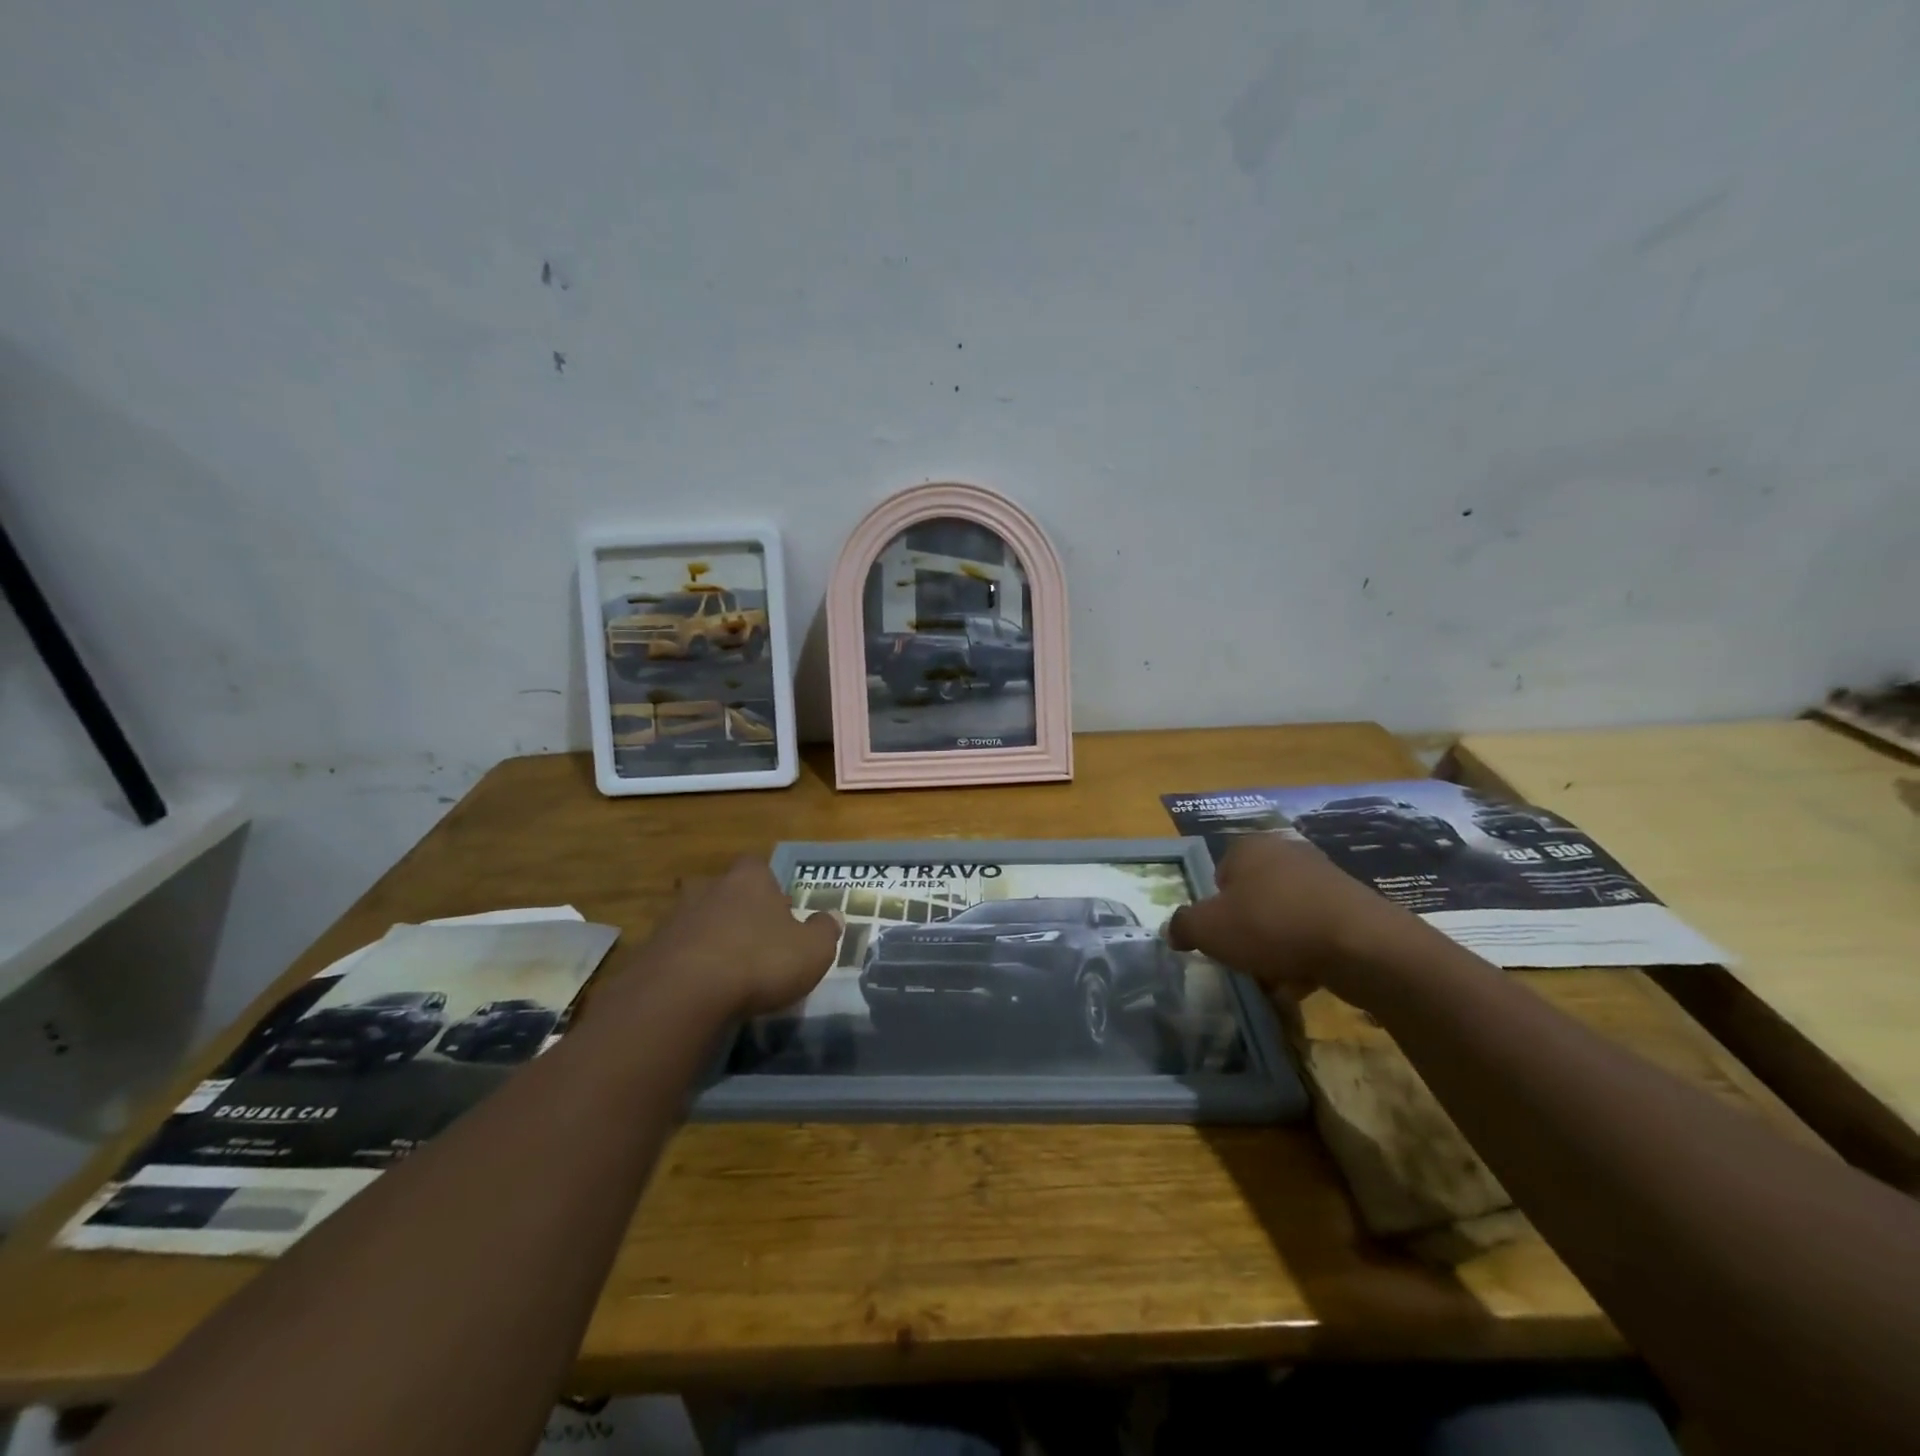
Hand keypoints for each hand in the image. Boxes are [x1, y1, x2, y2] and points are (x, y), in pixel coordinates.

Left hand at [636, 857, 841, 1018]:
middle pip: (722, 890)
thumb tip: (834, 917)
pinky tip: (699, 990)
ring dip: (708, 937)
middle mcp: (710, 889)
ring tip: (725, 968)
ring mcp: (675, 919)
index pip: (758, 867)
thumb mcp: (813, 950)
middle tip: (751, 936)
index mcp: (750, 880)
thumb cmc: (759, 960)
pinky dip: (686, 965)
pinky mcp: (650, 952)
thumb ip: (825, 931)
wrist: (684, 994)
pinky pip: (674, 952)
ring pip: (695, 920)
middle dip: (734, 909)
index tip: (779, 910)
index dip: (768, 886)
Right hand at [1167, 834, 1412, 1007]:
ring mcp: (1324, 878)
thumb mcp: (1208, 929)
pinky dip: (1308, 955)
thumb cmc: (1271, 925)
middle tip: (1245, 961)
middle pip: (1253, 899)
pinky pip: (1316, 932)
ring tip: (1277, 982)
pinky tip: (1306, 983)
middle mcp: (1286, 854)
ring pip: (1284, 919)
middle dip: (1248, 933)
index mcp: (1248, 848)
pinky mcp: (1354, 906)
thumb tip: (1173, 930)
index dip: (1216, 910)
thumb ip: (1183, 926)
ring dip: (1277, 950)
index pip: (1219, 876)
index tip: (1221, 937)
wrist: (1361, 945)